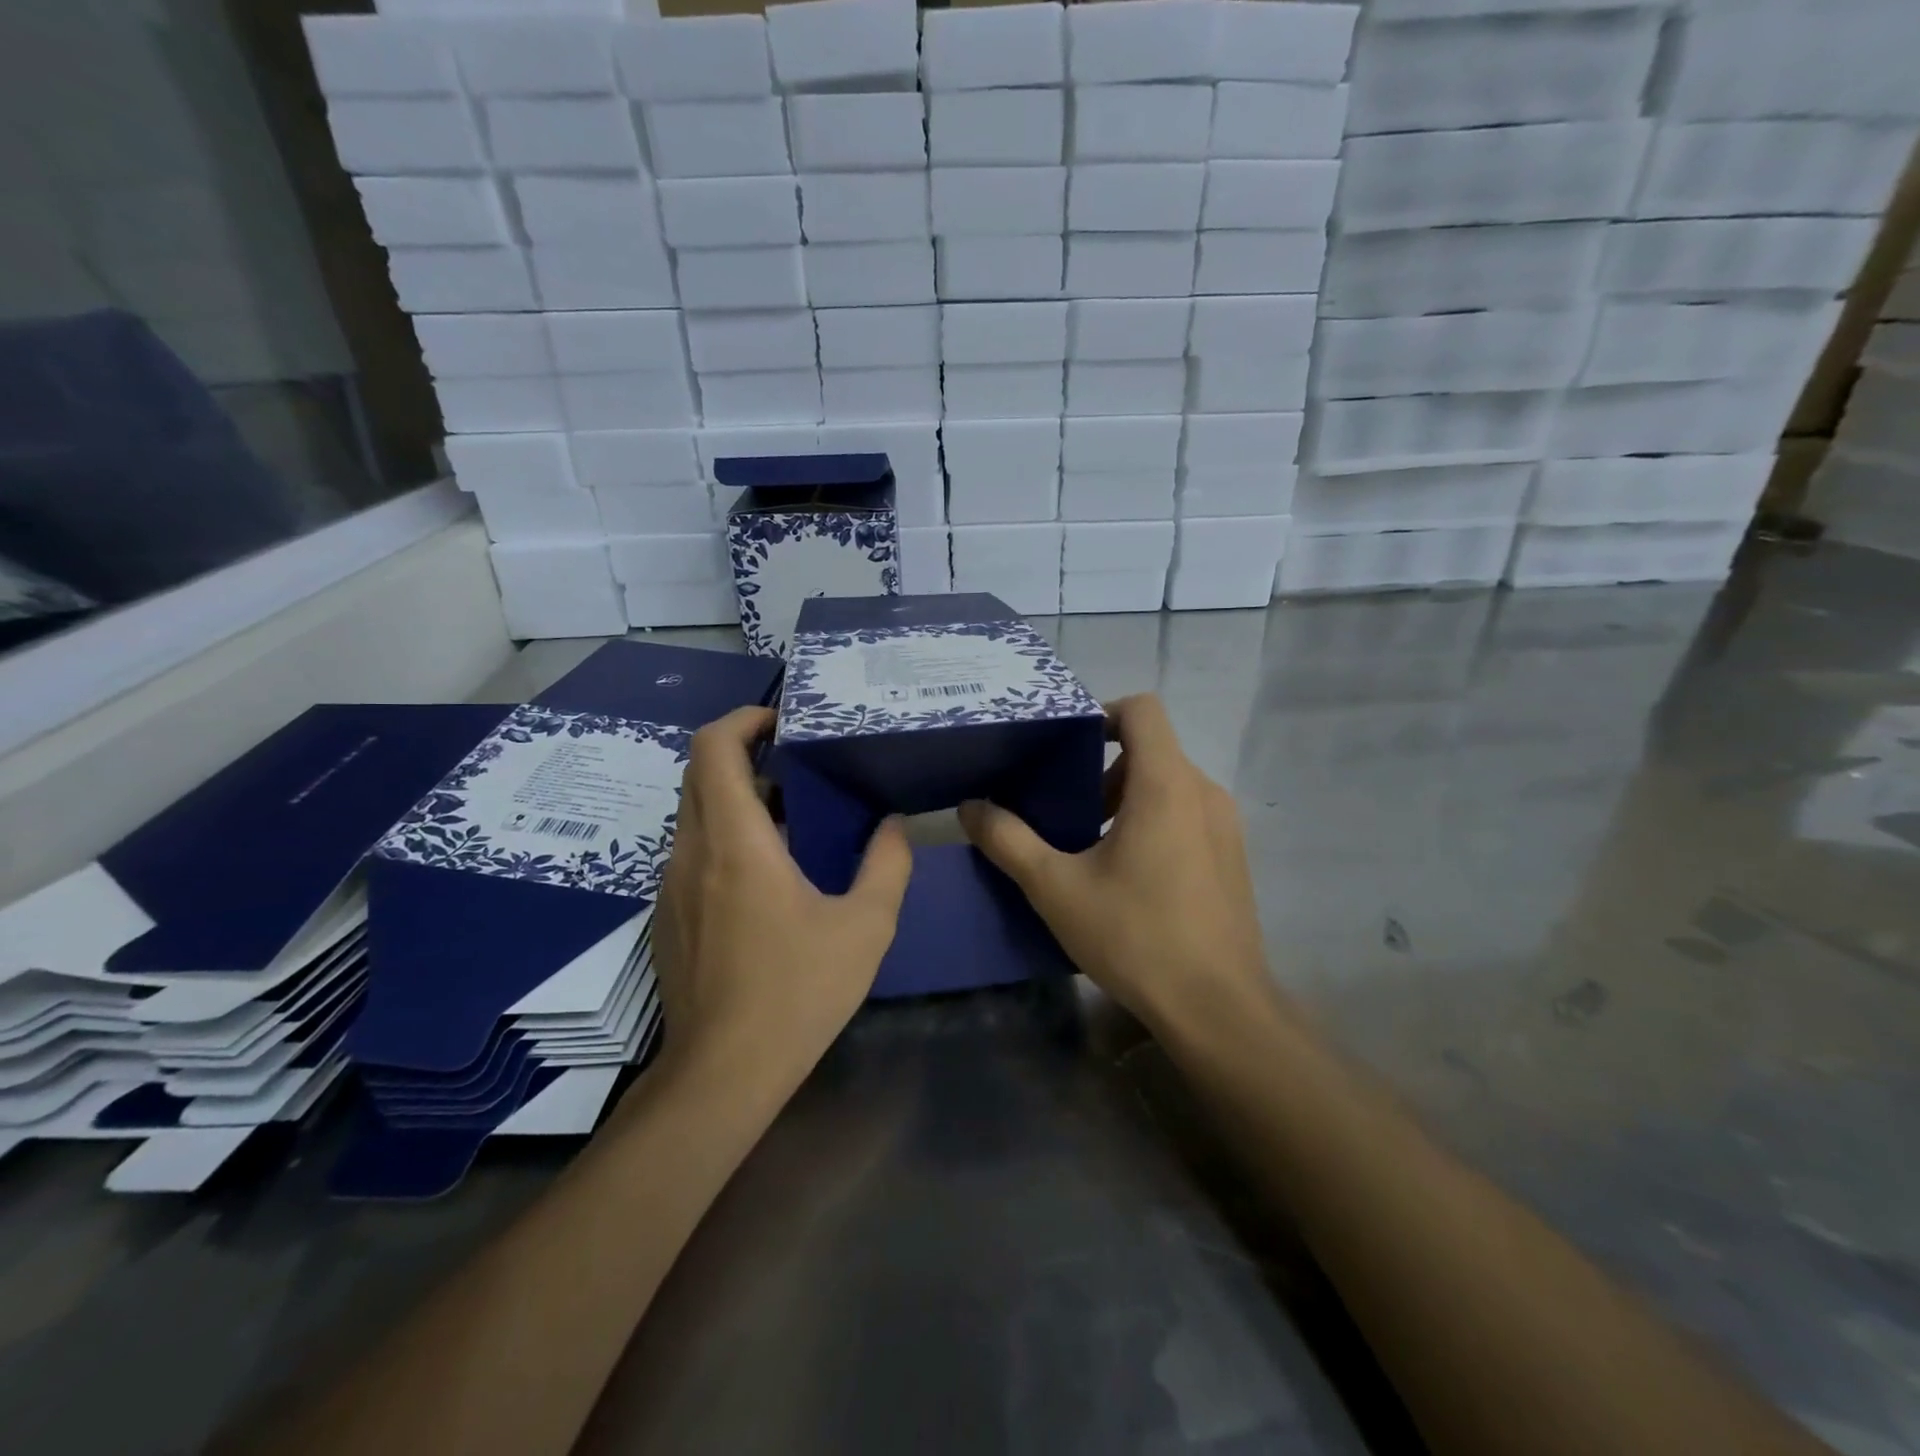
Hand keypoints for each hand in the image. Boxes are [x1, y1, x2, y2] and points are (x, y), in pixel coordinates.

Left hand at [653, 706, 911, 1086]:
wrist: (723, 1073)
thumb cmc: (797, 992)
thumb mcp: (866, 927)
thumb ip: (887, 865)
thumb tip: (890, 825)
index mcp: (736, 843)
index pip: (714, 749)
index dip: (743, 719)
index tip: (783, 721)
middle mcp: (691, 852)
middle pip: (700, 773)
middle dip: (745, 753)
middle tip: (799, 762)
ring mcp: (671, 885)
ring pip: (695, 813)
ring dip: (738, 796)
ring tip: (795, 814)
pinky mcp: (668, 915)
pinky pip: (693, 850)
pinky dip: (727, 834)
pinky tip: (770, 872)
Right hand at [958, 694, 1277, 1039]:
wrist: (1217, 1008)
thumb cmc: (1135, 936)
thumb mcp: (1056, 888)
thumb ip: (1008, 840)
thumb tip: (970, 808)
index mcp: (1166, 784)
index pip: (1142, 710)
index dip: (1101, 714)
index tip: (1065, 748)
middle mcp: (1204, 792)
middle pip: (1152, 749)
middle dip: (1104, 769)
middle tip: (1066, 810)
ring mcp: (1225, 826)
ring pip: (1170, 785)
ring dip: (1127, 799)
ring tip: (1091, 846)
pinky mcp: (1233, 857)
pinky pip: (1188, 815)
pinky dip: (1154, 822)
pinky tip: (1129, 876)